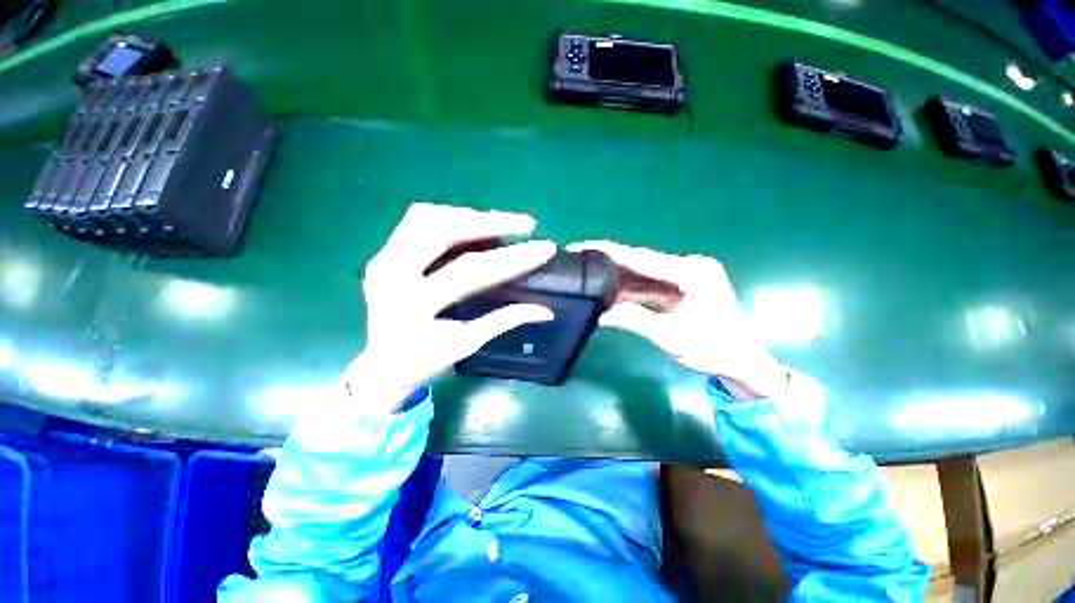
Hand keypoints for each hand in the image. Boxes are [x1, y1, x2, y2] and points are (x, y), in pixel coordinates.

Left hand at [349, 203, 556, 412]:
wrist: (382, 366)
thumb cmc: (425, 362)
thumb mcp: (467, 345)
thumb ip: (504, 321)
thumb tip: (545, 311)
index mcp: (415, 308)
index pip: (471, 271)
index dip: (512, 258)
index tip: (544, 247)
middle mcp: (393, 277)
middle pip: (444, 230)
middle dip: (491, 222)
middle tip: (525, 224)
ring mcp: (382, 261)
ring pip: (428, 217)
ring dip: (469, 216)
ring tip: (500, 223)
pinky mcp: (381, 255)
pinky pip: (416, 222)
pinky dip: (448, 218)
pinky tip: (470, 226)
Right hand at [567, 241, 787, 400]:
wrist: (742, 365)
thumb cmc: (713, 349)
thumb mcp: (670, 335)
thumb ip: (634, 319)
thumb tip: (599, 314)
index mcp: (692, 271)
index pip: (642, 258)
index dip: (610, 252)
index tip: (583, 247)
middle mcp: (688, 268)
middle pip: (641, 263)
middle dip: (609, 263)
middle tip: (580, 261)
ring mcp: (684, 279)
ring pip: (642, 276)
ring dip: (617, 279)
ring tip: (588, 277)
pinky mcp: (680, 291)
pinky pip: (649, 288)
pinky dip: (629, 293)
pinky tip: (609, 295)